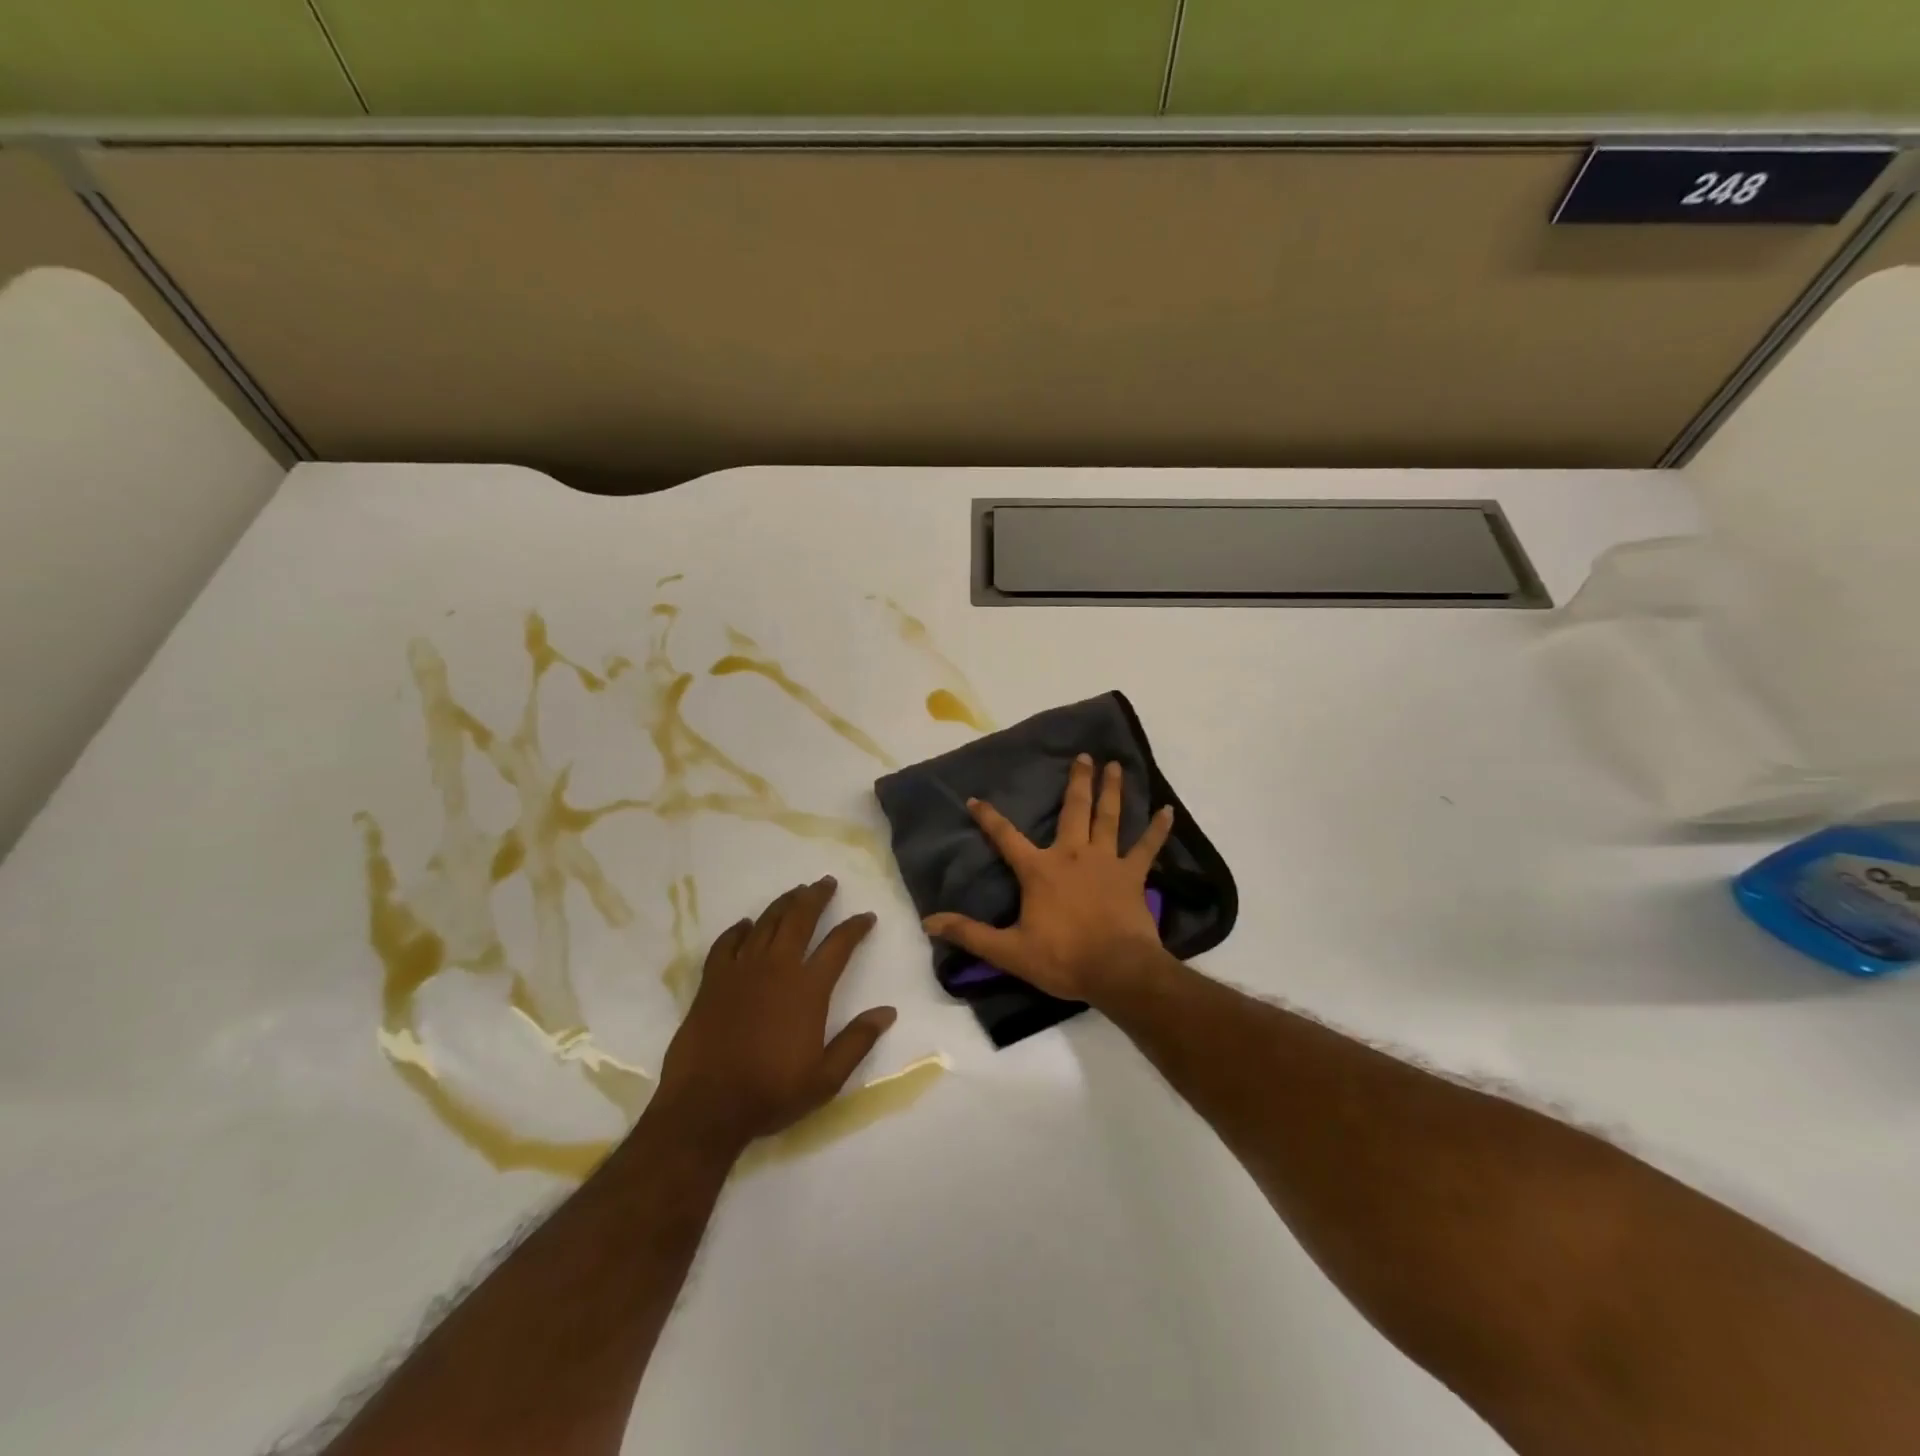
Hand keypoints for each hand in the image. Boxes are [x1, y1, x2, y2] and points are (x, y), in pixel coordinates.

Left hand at [655, 877, 895, 1148]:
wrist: (706, 1106)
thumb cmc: (771, 1092)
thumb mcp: (826, 1078)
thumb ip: (857, 1041)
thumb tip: (888, 1012)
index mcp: (808, 988)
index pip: (839, 945)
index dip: (855, 927)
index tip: (867, 917)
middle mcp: (777, 968)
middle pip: (800, 919)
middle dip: (816, 897)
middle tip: (826, 882)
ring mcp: (741, 970)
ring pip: (766, 923)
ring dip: (784, 903)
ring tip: (796, 891)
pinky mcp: (712, 980)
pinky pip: (727, 943)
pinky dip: (739, 929)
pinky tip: (746, 924)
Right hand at [923, 754, 1175, 1004]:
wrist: (1117, 971)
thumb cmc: (1062, 958)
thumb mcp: (1009, 951)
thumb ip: (970, 934)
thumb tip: (930, 922)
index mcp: (1040, 870)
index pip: (1006, 837)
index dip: (988, 818)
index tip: (975, 799)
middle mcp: (1073, 855)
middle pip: (1073, 810)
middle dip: (1077, 782)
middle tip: (1083, 756)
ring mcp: (1107, 861)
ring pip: (1109, 817)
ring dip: (1112, 790)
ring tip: (1115, 766)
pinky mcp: (1133, 875)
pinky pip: (1148, 847)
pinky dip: (1158, 829)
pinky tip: (1168, 810)